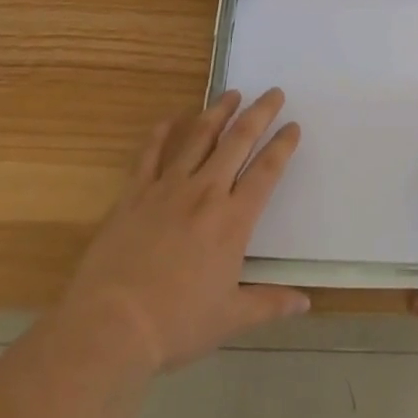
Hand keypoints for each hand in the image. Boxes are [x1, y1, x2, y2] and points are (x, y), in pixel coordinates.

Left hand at [57, 88, 307, 372]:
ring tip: (231, 93)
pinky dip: (162, 132)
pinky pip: (151, 153)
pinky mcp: (135, 193)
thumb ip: (269, 304)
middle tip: (273, 92)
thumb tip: (306, 303)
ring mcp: (168, 188)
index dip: (283, 145)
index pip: (266, 171)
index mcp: (233, 220)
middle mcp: (205, 192)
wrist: (111, 325)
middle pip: (238, 141)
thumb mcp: (230, 319)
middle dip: (259, 113)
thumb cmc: (176, 325)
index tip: (293, 126)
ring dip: (218, 112)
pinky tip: (170, 117)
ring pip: (199, 137)